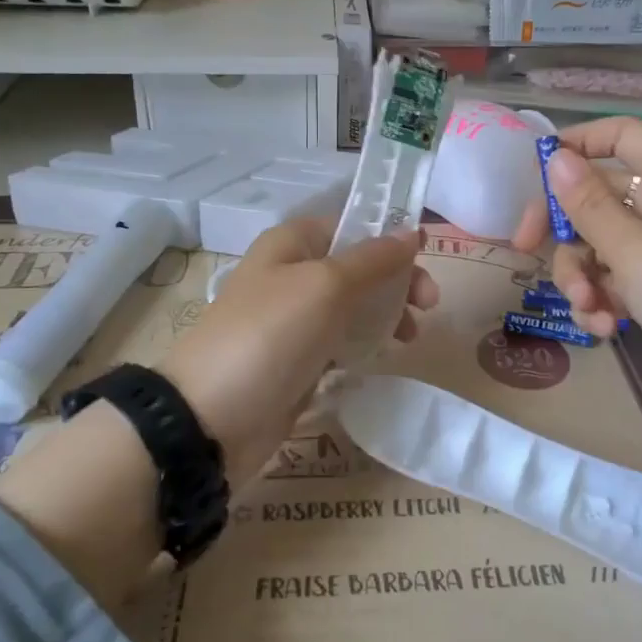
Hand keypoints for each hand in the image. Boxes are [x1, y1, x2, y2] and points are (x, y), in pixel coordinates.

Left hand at [159, 218, 437, 487]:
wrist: (212, 417)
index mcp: (292, 244)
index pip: (351, 225)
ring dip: (387, 315)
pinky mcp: (298, 361)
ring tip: (409, 338)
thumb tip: (412, 232)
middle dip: (397, 281)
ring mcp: (293, 321)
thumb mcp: (327, 285)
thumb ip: (374, 259)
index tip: (428, 257)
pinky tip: (382, 356)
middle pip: (358, 267)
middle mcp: (292, 275)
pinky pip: (341, 342)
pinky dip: (364, 344)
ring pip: (353, 307)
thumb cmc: (271, 334)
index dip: (390, 236)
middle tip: (429, 306)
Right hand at [512, 119, 641, 413]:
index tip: (533, 173)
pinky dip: (603, 298)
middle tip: (524, 249)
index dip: (576, 143)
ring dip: (582, 275)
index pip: (619, 134)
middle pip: (597, 194)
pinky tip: (606, 328)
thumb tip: (555, 157)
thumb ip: (588, 205)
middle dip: (563, 228)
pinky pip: (616, 276)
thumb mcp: (635, 252)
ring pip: (599, 242)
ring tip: (589, 309)